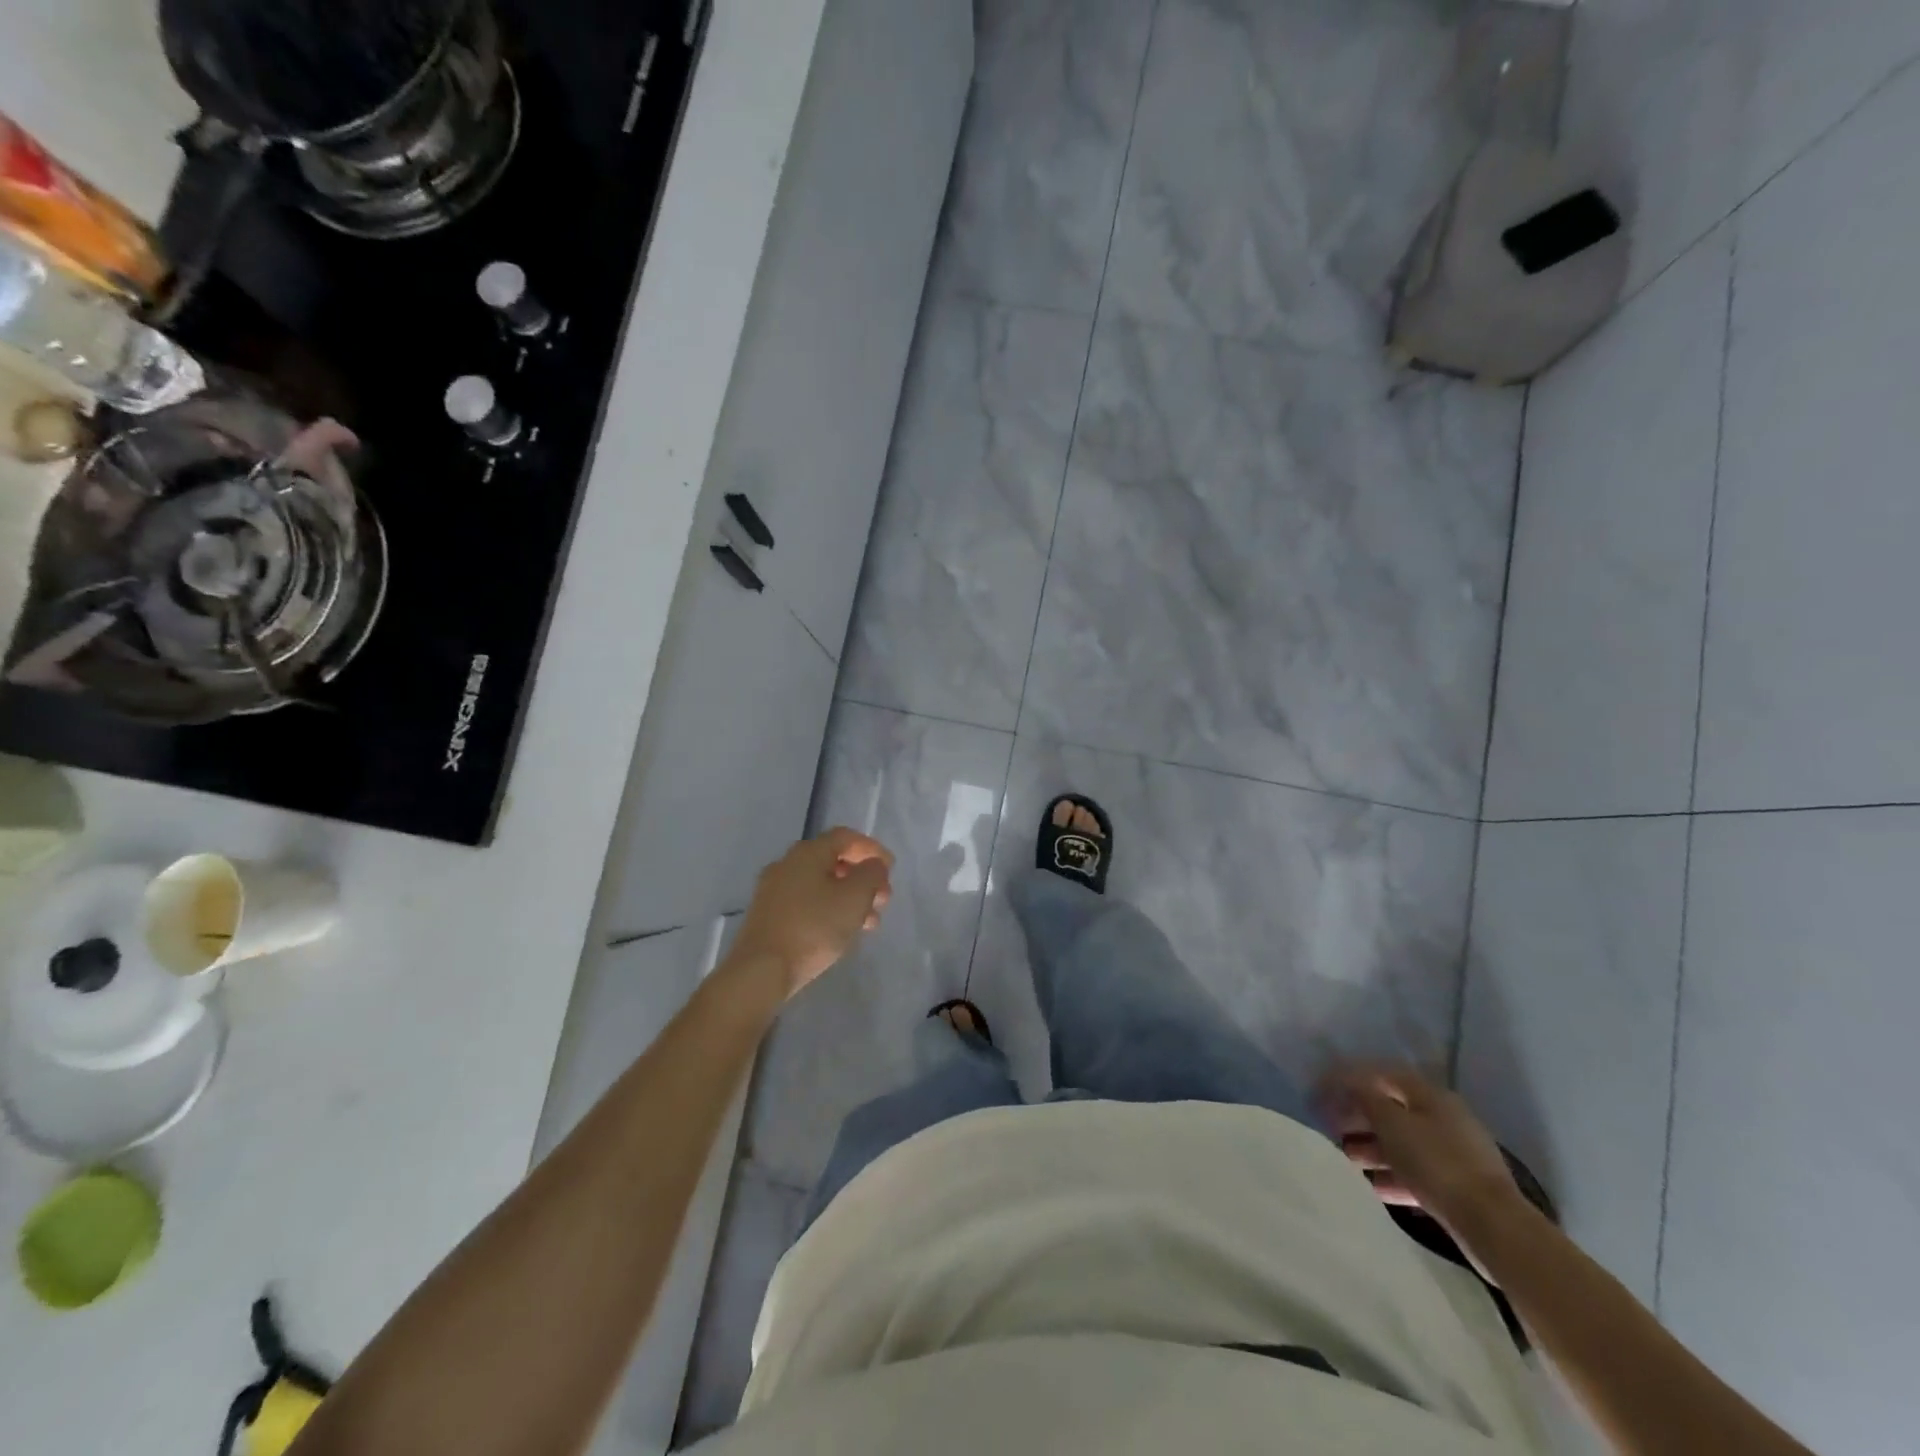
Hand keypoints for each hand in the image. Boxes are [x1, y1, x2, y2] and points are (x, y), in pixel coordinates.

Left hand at [728, 828, 893, 998]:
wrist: (760, 970)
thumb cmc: (813, 927)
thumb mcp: (854, 898)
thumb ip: (871, 874)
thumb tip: (873, 865)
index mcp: (807, 853)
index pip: (845, 837)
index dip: (872, 849)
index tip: (891, 868)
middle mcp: (787, 864)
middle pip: (833, 861)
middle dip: (862, 878)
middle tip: (882, 899)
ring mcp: (774, 891)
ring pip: (821, 885)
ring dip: (849, 898)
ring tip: (869, 923)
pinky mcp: (768, 916)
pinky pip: (807, 903)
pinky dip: (829, 910)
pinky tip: (841, 932)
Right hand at [1318, 1062, 1525, 1240]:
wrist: (1493, 1226)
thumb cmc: (1437, 1163)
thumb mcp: (1393, 1124)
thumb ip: (1366, 1098)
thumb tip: (1348, 1081)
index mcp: (1430, 1095)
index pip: (1382, 1074)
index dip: (1349, 1079)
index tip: (1322, 1092)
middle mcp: (1443, 1118)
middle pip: (1392, 1109)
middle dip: (1359, 1117)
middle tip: (1331, 1128)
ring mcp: (1453, 1153)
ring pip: (1402, 1142)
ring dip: (1372, 1148)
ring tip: (1346, 1159)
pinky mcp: (1457, 1185)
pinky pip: (1416, 1172)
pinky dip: (1393, 1175)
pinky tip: (1373, 1186)